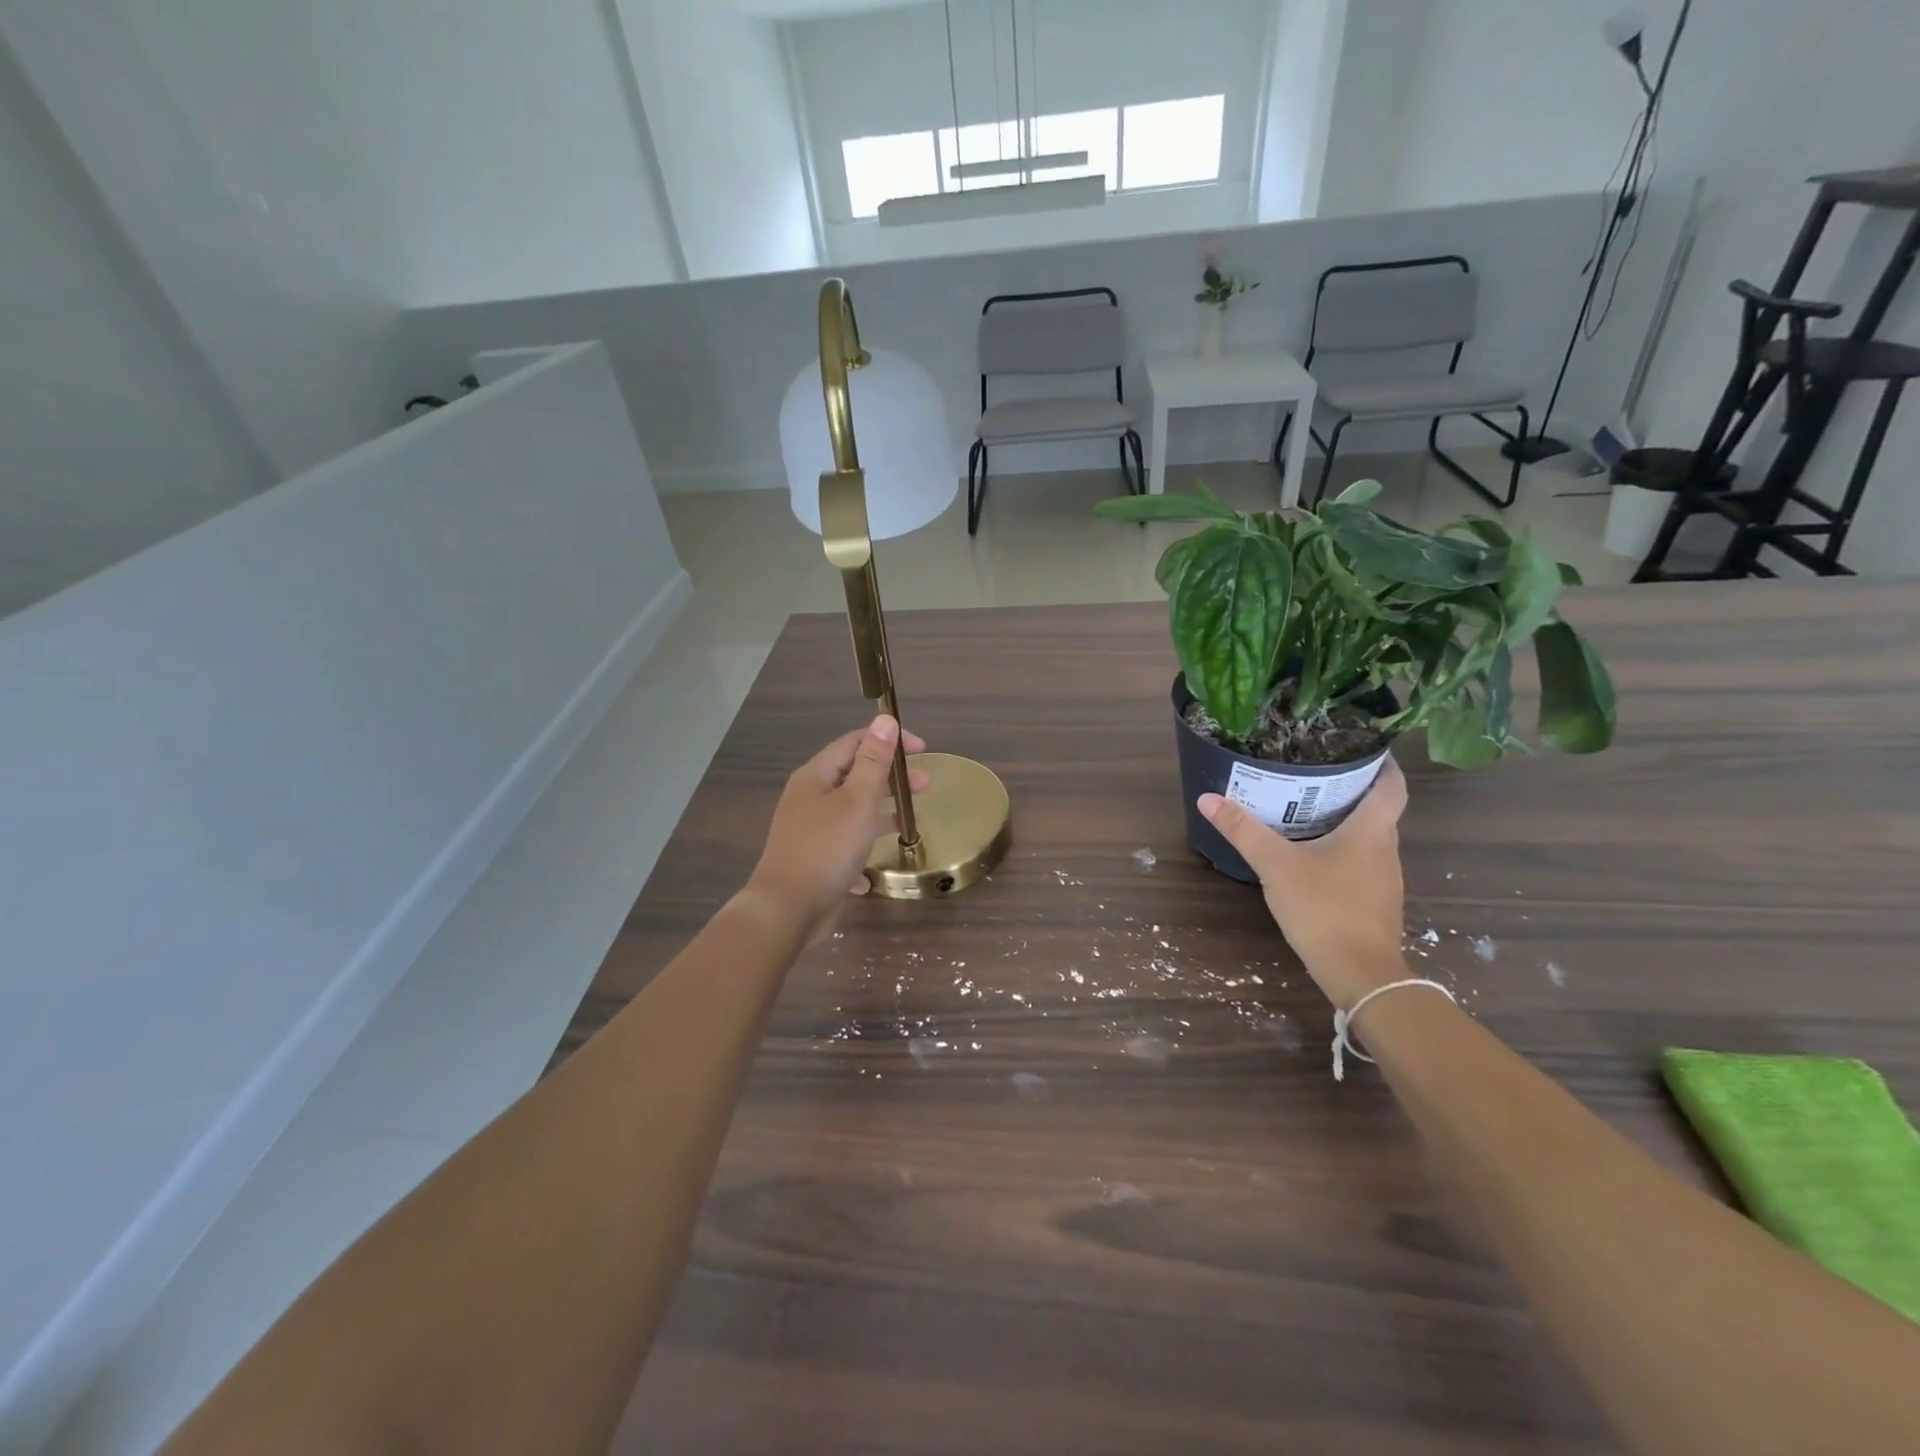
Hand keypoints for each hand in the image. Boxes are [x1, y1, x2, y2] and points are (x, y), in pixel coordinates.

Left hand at [745, 715, 929, 940]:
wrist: (787, 910)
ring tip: (912, 822)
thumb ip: (873, 761)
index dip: (888, 740)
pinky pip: (845, 845)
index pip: (855, 743)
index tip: (922, 749)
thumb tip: (884, 720)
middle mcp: (810, 798)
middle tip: (926, 785)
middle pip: (856, 776)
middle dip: (891, 778)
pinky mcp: (815, 860)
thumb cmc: (826, 848)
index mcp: (816, 777)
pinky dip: (864, 848)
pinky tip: (878, 865)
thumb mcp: (857, 801)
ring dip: (882, 812)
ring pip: (853, 811)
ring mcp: (811, 830)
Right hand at [1198, 757, 1409, 1008]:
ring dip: (1348, 824)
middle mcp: (1386, 850)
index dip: (1383, 763)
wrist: (1360, 974)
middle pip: (1379, 811)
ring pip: (1371, 840)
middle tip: (1317, 776)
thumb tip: (1208, 797)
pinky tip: (1315, 858)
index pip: (1392, 786)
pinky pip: (1364, 865)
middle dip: (1353, 791)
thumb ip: (1243, 831)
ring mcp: (1385, 880)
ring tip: (1311, 811)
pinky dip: (1345, 852)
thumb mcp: (1276, 865)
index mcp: (1371, 832)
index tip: (1362, 747)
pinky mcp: (1377, 904)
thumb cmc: (1324, 908)